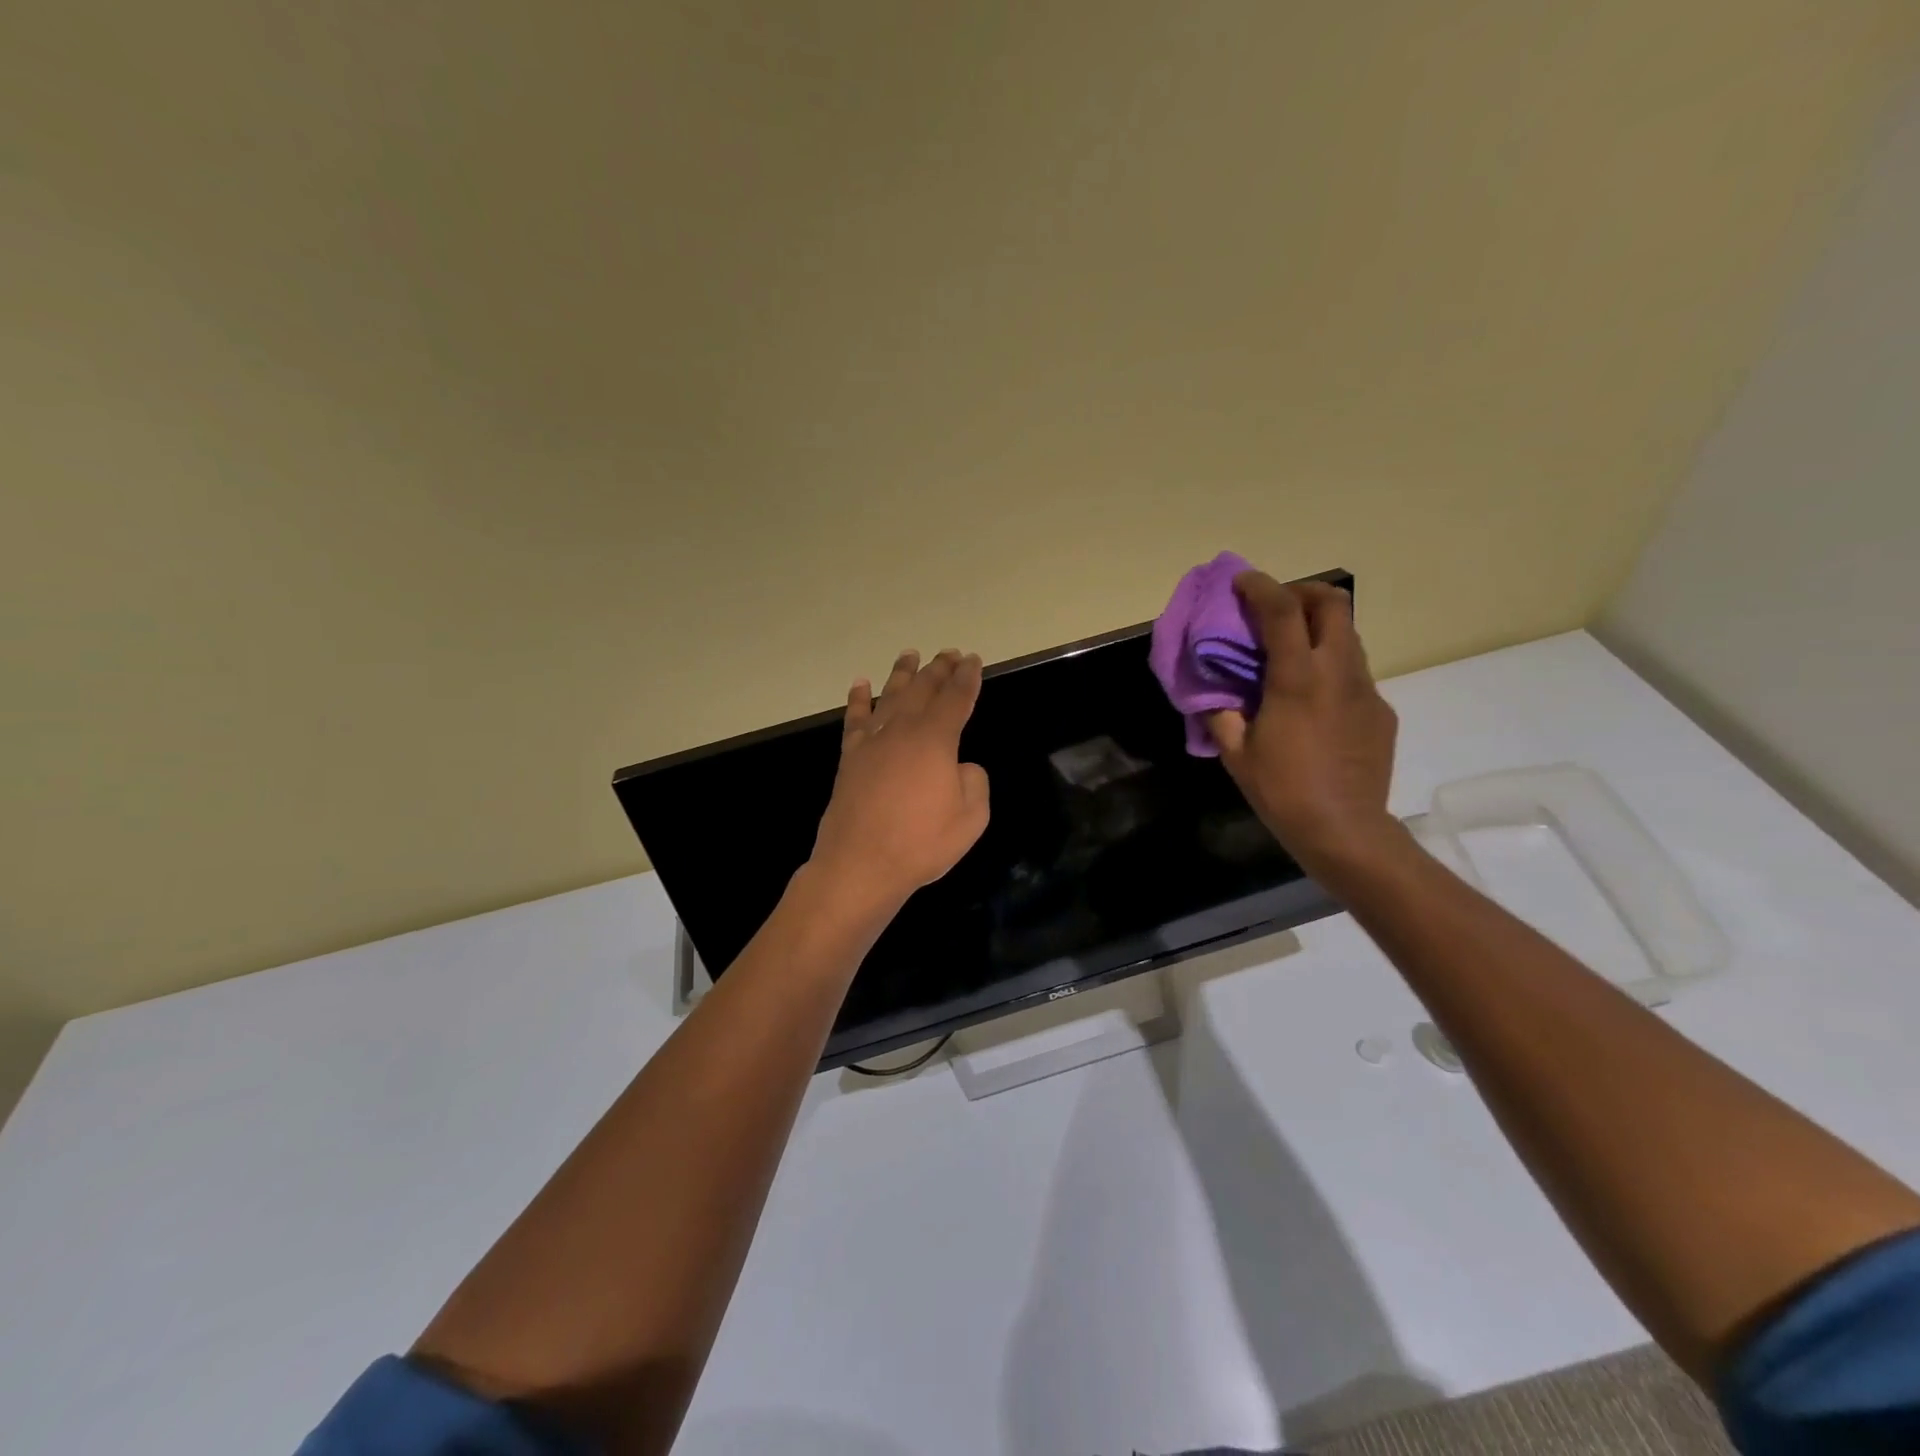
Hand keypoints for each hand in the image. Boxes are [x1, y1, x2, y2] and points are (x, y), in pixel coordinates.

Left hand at [809, 648, 991, 911]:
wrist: (860, 865)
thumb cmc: (921, 844)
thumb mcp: (970, 818)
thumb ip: (974, 783)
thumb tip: (961, 767)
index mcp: (935, 740)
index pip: (956, 698)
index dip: (967, 678)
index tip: (973, 661)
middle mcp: (902, 731)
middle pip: (923, 690)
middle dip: (939, 669)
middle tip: (949, 653)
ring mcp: (872, 743)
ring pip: (890, 697)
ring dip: (903, 674)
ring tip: (911, 654)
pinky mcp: (850, 759)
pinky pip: (855, 720)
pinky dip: (858, 700)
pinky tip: (861, 685)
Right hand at [1206, 573, 1401, 878]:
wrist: (1345, 830)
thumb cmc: (1283, 790)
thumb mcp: (1235, 754)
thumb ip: (1220, 714)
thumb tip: (1211, 693)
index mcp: (1298, 679)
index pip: (1282, 611)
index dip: (1260, 587)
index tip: (1241, 583)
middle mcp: (1339, 672)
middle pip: (1334, 603)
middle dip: (1303, 592)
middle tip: (1276, 608)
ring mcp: (1366, 690)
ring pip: (1348, 636)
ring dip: (1318, 629)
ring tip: (1291, 652)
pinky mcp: (1381, 711)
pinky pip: (1354, 672)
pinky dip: (1331, 667)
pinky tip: (1313, 700)